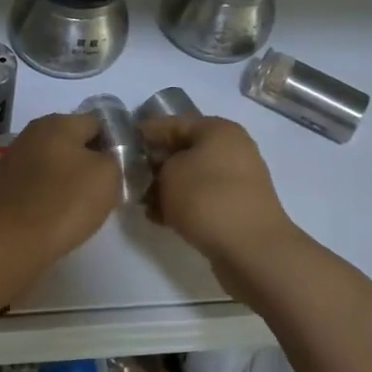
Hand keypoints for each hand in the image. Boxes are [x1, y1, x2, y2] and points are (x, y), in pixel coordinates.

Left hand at [0, 113, 121, 260]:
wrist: (10, 241)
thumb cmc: (65, 201)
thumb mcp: (108, 174)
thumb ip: (115, 157)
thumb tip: (108, 156)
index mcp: (58, 122)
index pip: (98, 122)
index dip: (116, 142)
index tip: (126, 167)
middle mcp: (33, 133)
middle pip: (74, 142)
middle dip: (92, 161)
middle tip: (109, 187)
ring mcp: (16, 159)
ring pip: (56, 163)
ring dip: (71, 179)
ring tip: (86, 205)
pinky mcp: (6, 186)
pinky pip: (39, 184)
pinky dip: (52, 194)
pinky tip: (60, 214)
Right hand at [140, 116, 299, 282]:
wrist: (251, 249)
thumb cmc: (207, 198)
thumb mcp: (169, 173)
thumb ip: (157, 165)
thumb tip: (160, 171)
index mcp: (218, 129)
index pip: (173, 123)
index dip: (144, 133)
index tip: (120, 146)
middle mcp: (232, 148)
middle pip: (183, 150)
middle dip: (155, 164)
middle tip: (128, 178)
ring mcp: (237, 179)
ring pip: (192, 176)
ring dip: (167, 187)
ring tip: (141, 202)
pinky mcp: (237, 207)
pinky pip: (202, 198)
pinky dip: (183, 204)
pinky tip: (160, 218)